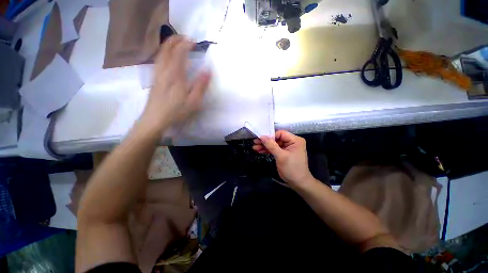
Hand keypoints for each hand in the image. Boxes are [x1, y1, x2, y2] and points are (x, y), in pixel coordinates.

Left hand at [141, 36, 211, 130]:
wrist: (155, 119)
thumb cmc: (176, 111)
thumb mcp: (193, 101)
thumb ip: (201, 85)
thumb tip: (208, 70)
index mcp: (176, 76)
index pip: (180, 53)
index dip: (186, 45)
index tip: (195, 42)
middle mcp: (164, 71)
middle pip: (167, 49)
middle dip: (175, 40)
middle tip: (185, 38)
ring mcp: (157, 74)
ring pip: (160, 54)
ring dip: (168, 45)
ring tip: (176, 42)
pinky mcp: (154, 79)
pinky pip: (157, 61)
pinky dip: (162, 53)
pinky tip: (166, 56)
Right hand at [253, 130, 313, 187]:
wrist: (298, 183)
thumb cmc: (292, 168)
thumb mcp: (281, 156)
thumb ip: (271, 145)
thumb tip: (262, 137)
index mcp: (295, 140)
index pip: (280, 134)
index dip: (270, 136)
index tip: (260, 138)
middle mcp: (292, 142)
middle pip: (276, 139)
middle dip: (266, 141)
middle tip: (255, 142)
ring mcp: (287, 148)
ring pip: (274, 144)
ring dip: (265, 146)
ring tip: (255, 147)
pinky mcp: (283, 153)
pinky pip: (274, 149)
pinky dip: (267, 150)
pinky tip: (259, 150)